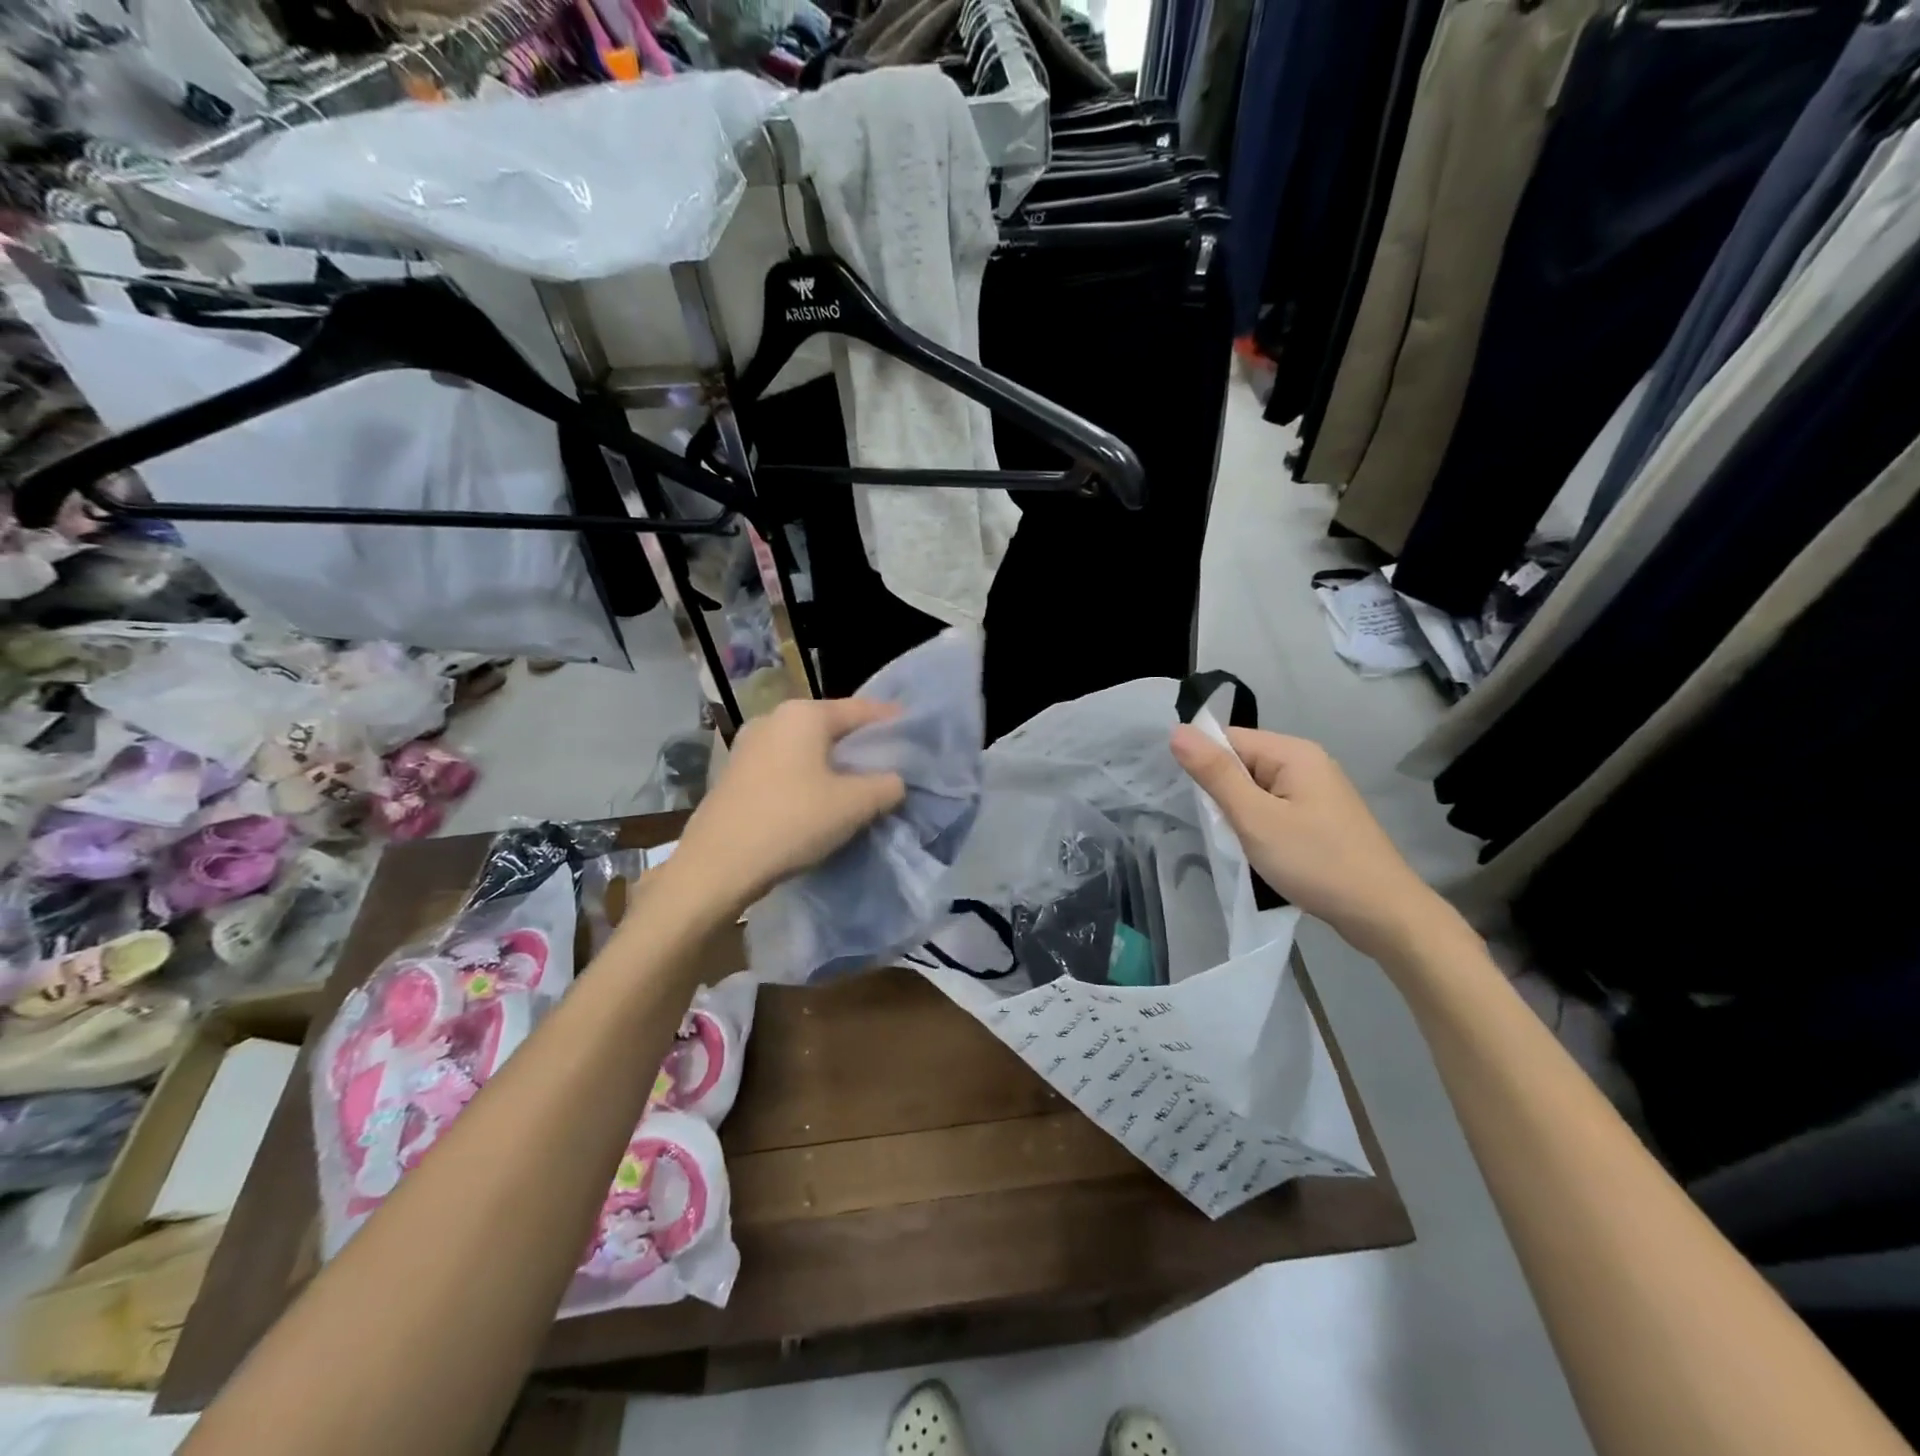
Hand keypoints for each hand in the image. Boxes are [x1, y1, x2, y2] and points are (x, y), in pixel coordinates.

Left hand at [672, 698, 906, 912]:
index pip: (861, 709)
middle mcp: (774, 719)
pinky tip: (820, 800)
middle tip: (892, 764)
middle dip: (862, 745)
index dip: (892, 720)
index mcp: (804, 714)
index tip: (915, 731)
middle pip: (832, 727)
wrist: (717, 866)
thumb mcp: (853, 805)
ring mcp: (749, 745)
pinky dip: (809, 777)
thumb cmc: (791, 822)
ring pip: (808, 748)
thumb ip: (886, 785)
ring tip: (859, 785)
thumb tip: (894, 781)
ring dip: (834, 764)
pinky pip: (787, 766)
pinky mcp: (736, 774)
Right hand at [1170, 725, 1450, 960]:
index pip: (1229, 739)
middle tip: (1216, 829)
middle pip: (1243, 763)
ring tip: (1236, 843)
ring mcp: (1318, 792)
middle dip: (1222, 793)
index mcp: (1293, 752)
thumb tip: (1177, 731)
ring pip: (1257, 790)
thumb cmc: (1315, 862)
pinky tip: (1259, 852)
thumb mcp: (1255, 818)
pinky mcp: (1322, 819)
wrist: (1384, 914)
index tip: (1193, 803)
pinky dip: (1260, 826)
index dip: (1204, 766)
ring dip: (1240, 814)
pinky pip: (1275, 809)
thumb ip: (1215, 774)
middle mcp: (1308, 763)